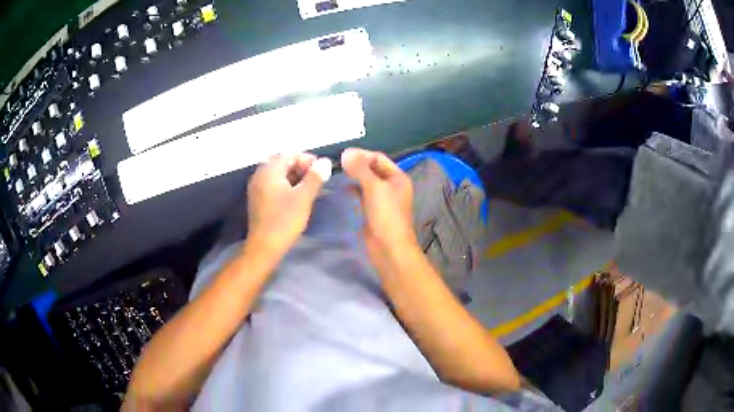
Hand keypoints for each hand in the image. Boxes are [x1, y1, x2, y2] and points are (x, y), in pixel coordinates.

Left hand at [246, 153, 330, 257]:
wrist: (265, 247)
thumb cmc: (284, 220)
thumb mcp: (303, 197)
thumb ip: (315, 177)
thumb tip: (324, 162)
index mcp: (269, 171)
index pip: (289, 155)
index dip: (307, 159)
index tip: (322, 170)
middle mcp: (259, 175)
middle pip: (282, 162)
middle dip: (301, 167)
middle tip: (317, 178)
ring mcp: (257, 188)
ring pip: (278, 174)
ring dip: (294, 176)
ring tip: (310, 187)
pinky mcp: (257, 200)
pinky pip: (273, 185)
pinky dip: (286, 185)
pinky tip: (296, 196)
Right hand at [341, 148, 418, 267]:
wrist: (389, 248)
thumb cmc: (386, 215)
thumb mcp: (374, 187)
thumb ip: (360, 169)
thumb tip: (346, 152)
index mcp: (397, 177)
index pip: (378, 158)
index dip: (362, 154)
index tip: (342, 154)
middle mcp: (391, 186)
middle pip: (372, 169)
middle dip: (357, 165)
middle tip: (336, 163)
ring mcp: (382, 200)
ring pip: (366, 182)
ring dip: (354, 177)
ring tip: (337, 173)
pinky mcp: (373, 211)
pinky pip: (362, 195)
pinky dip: (353, 190)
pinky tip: (342, 189)